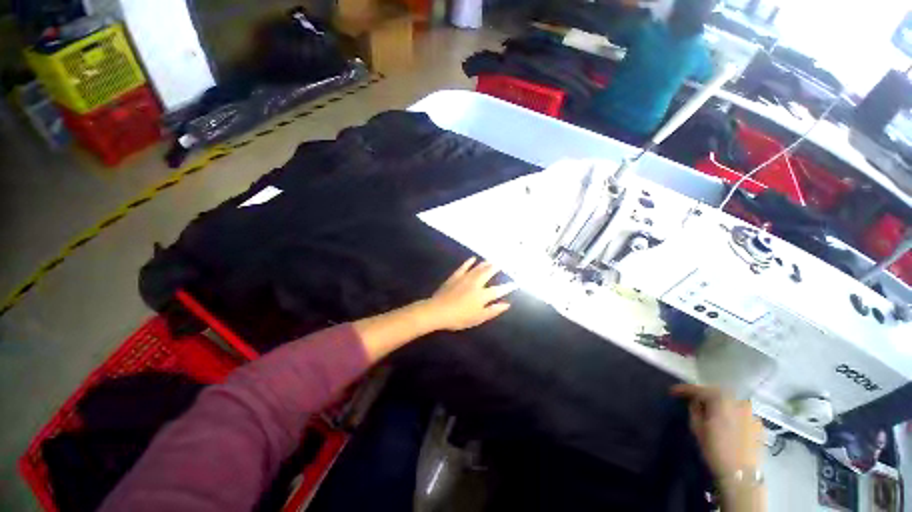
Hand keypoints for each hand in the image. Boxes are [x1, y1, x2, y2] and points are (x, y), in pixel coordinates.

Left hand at [422, 257, 517, 330]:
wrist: (438, 311)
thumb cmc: (459, 317)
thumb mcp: (479, 318)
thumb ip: (493, 310)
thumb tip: (507, 304)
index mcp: (482, 295)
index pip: (498, 290)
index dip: (507, 287)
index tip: (515, 283)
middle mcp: (476, 284)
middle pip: (488, 273)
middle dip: (496, 268)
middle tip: (502, 263)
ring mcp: (465, 278)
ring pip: (478, 268)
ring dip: (485, 263)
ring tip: (492, 260)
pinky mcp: (455, 277)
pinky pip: (464, 267)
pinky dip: (469, 262)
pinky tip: (473, 258)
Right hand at [671, 384, 763, 478]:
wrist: (741, 475)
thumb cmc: (715, 450)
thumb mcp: (697, 428)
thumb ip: (694, 410)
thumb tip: (695, 402)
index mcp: (721, 400)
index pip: (699, 389)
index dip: (684, 389)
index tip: (673, 391)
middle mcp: (738, 402)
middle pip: (718, 394)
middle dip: (704, 395)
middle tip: (692, 400)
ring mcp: (751, 413)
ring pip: (731, 403)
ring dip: (719, 405)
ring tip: (711, 412)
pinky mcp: (759, 425)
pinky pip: (742, 414)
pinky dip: (732, 415)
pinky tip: (727, 424)